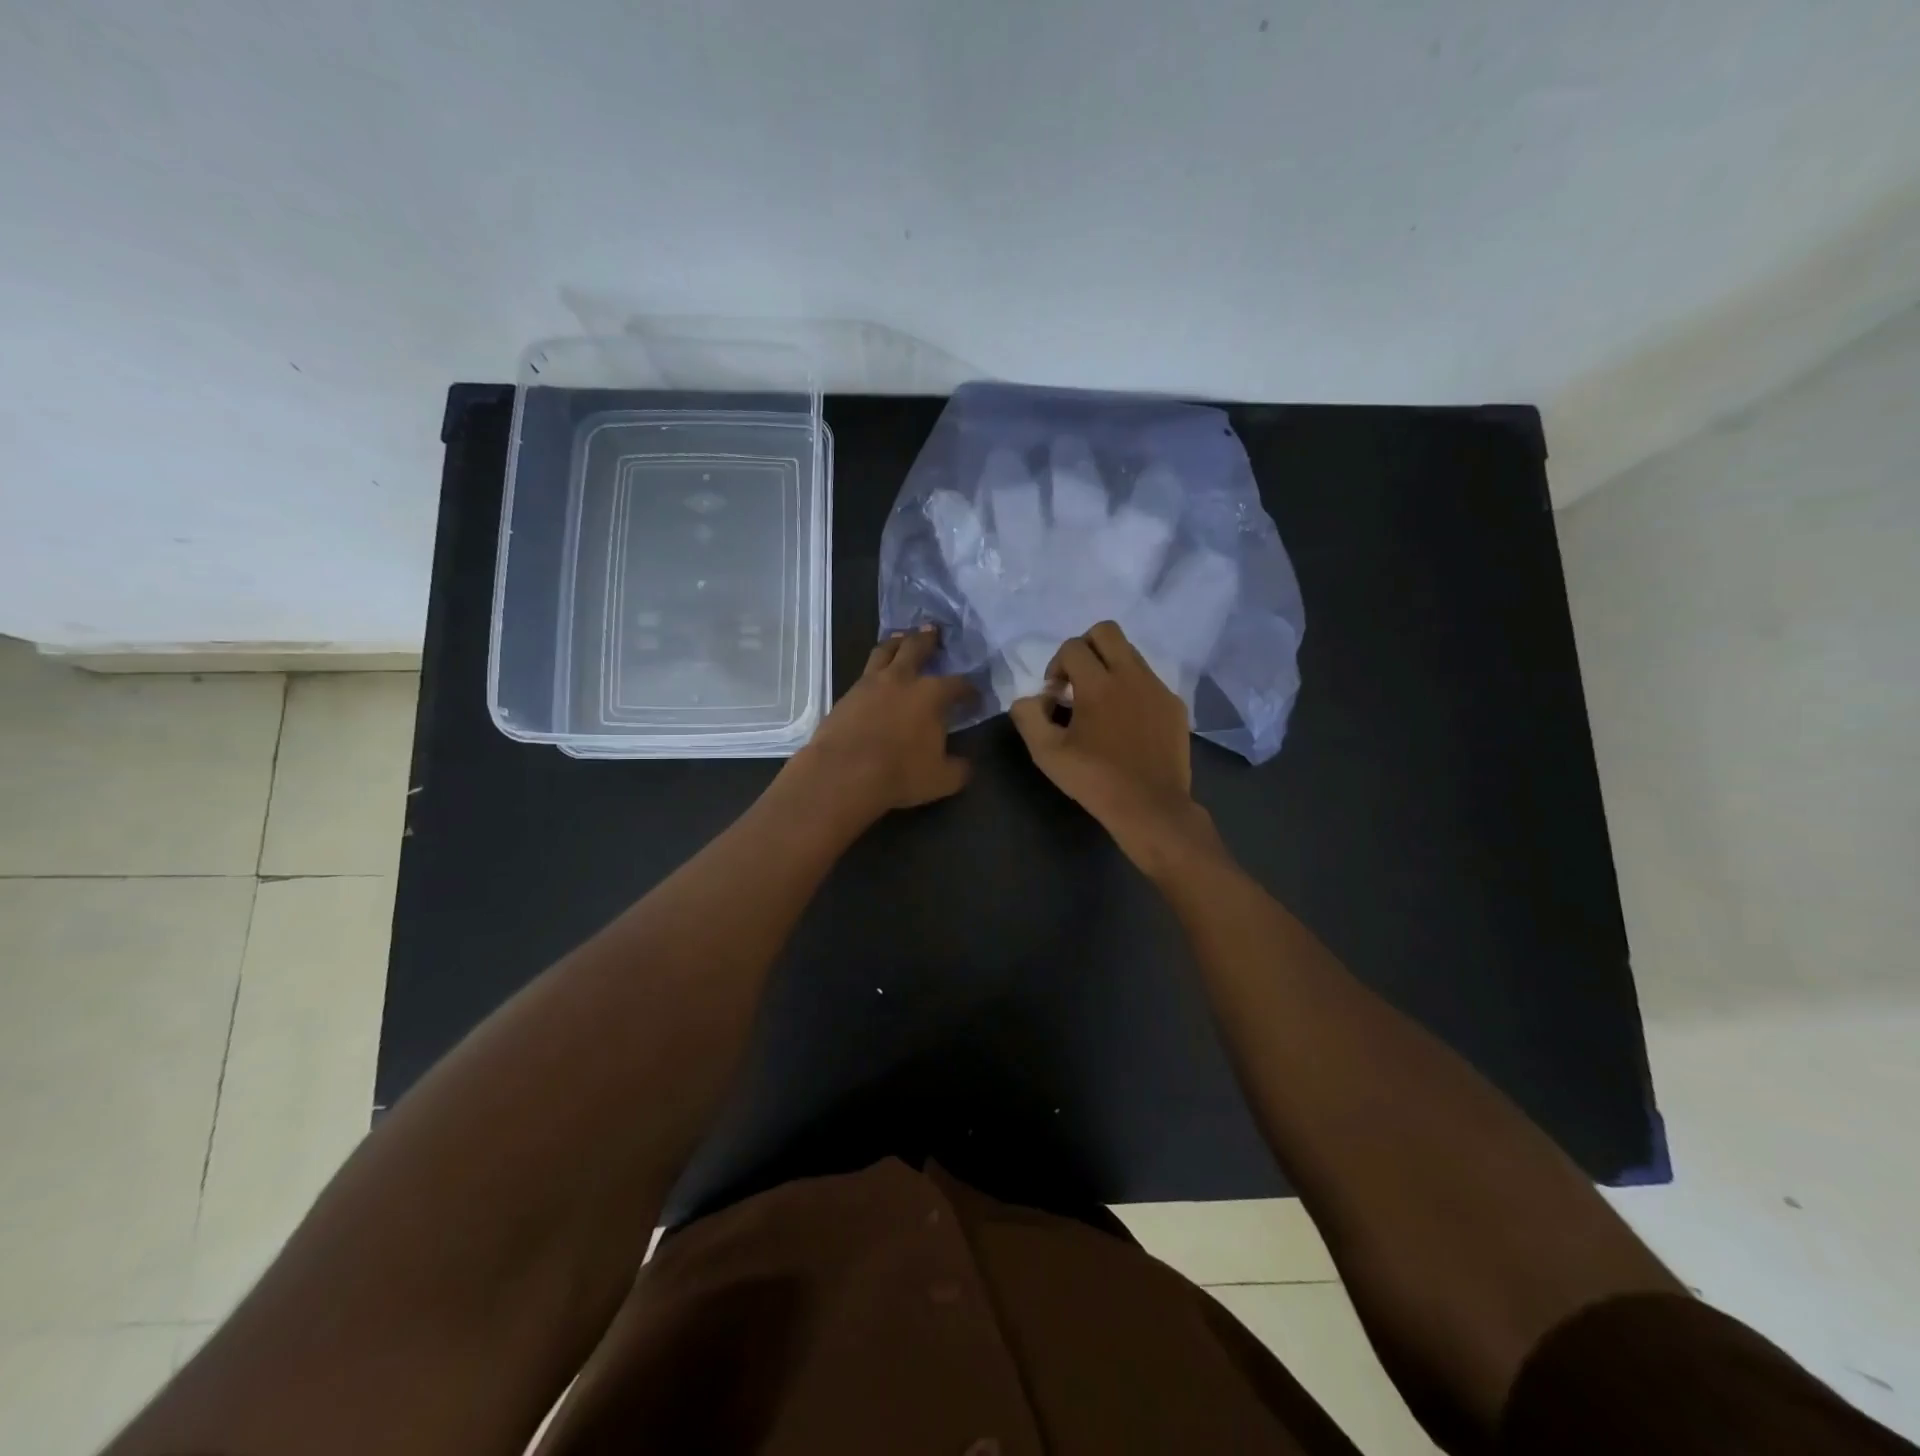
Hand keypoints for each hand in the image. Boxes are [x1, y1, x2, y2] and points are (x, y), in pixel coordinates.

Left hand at [783, 625, 973, 826]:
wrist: (843, 774)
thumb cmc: (899, 774)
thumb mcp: (942, 779)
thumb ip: (959, 768)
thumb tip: (966, 763)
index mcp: (931, 695)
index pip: (958, 684)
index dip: (969, 689)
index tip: (974, 696)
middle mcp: (902, 679)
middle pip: (916, 648)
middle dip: (928, 639)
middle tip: (933, 631)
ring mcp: (870, 683)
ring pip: (885, 651)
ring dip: (896, 642)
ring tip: (901, 639)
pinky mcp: (847, 694)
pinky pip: (865, 673)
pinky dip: (875, 668)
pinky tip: (877, 676)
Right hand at [1010, 621, 1211, 864]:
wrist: (1151, 807)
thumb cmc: (1095, 780)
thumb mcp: (1047, 753)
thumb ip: (1028, 716)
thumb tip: (1030, 698)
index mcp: (1098, 684)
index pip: (1072, 647)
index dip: (1056, 665)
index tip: (1055, 695)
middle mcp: (1131, 675)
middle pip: (1106, 631)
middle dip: (1085, 647)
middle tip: (1077, 680)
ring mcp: (1157, 688)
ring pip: (1130, 653)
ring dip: (1109, 665)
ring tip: (1101, 702)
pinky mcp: (1174, 705)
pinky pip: (1149, 679)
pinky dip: (1132, 688)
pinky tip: (1126, 721)